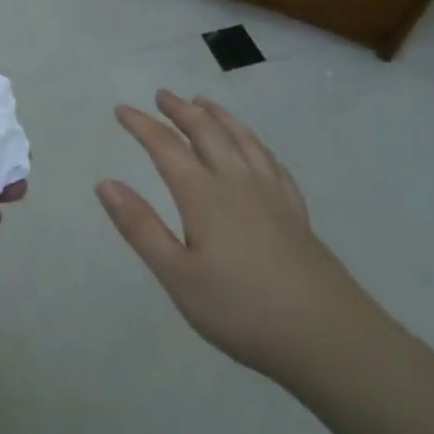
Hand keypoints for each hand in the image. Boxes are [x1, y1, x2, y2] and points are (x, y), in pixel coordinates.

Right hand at [100, 90, 362, 383]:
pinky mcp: (296, 213)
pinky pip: (272, 163)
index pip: (166, 147)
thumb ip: (140, 227)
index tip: (122, 109)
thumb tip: (105, 183)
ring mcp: (272, 195)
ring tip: (204, 103)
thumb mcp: (177, 276)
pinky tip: (255, 149)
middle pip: (207, 132)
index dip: (142, 125)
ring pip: (242, 140)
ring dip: (219, 116)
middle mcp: (237, 183)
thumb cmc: (241, 310)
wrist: (328, 338)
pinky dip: (255, 144)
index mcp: (204, 195)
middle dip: (181, 111)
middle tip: (163, 95)